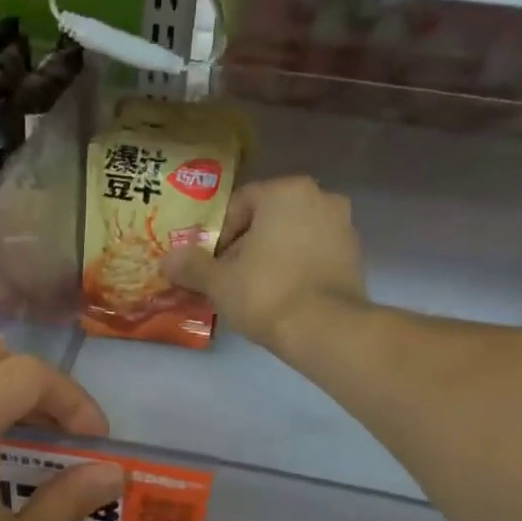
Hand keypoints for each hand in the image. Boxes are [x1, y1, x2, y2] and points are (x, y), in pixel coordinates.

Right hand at [162, 176, 367, 355]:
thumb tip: (166, 259)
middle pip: (268, 219)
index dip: (218, 236)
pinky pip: (313, 255)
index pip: (239, 205)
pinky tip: (282, 297)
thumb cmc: (266, 293)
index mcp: (286, 191)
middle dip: (246, 246)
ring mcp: (343, 226)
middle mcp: (320, 197)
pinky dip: (296, 269)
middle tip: (229, 279)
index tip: (211, 266)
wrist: (325, 329)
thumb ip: (191, 265)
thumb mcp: (219, 281)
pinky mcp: (355, 256)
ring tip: (253, 291)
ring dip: (271, 257)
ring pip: (292, 237)